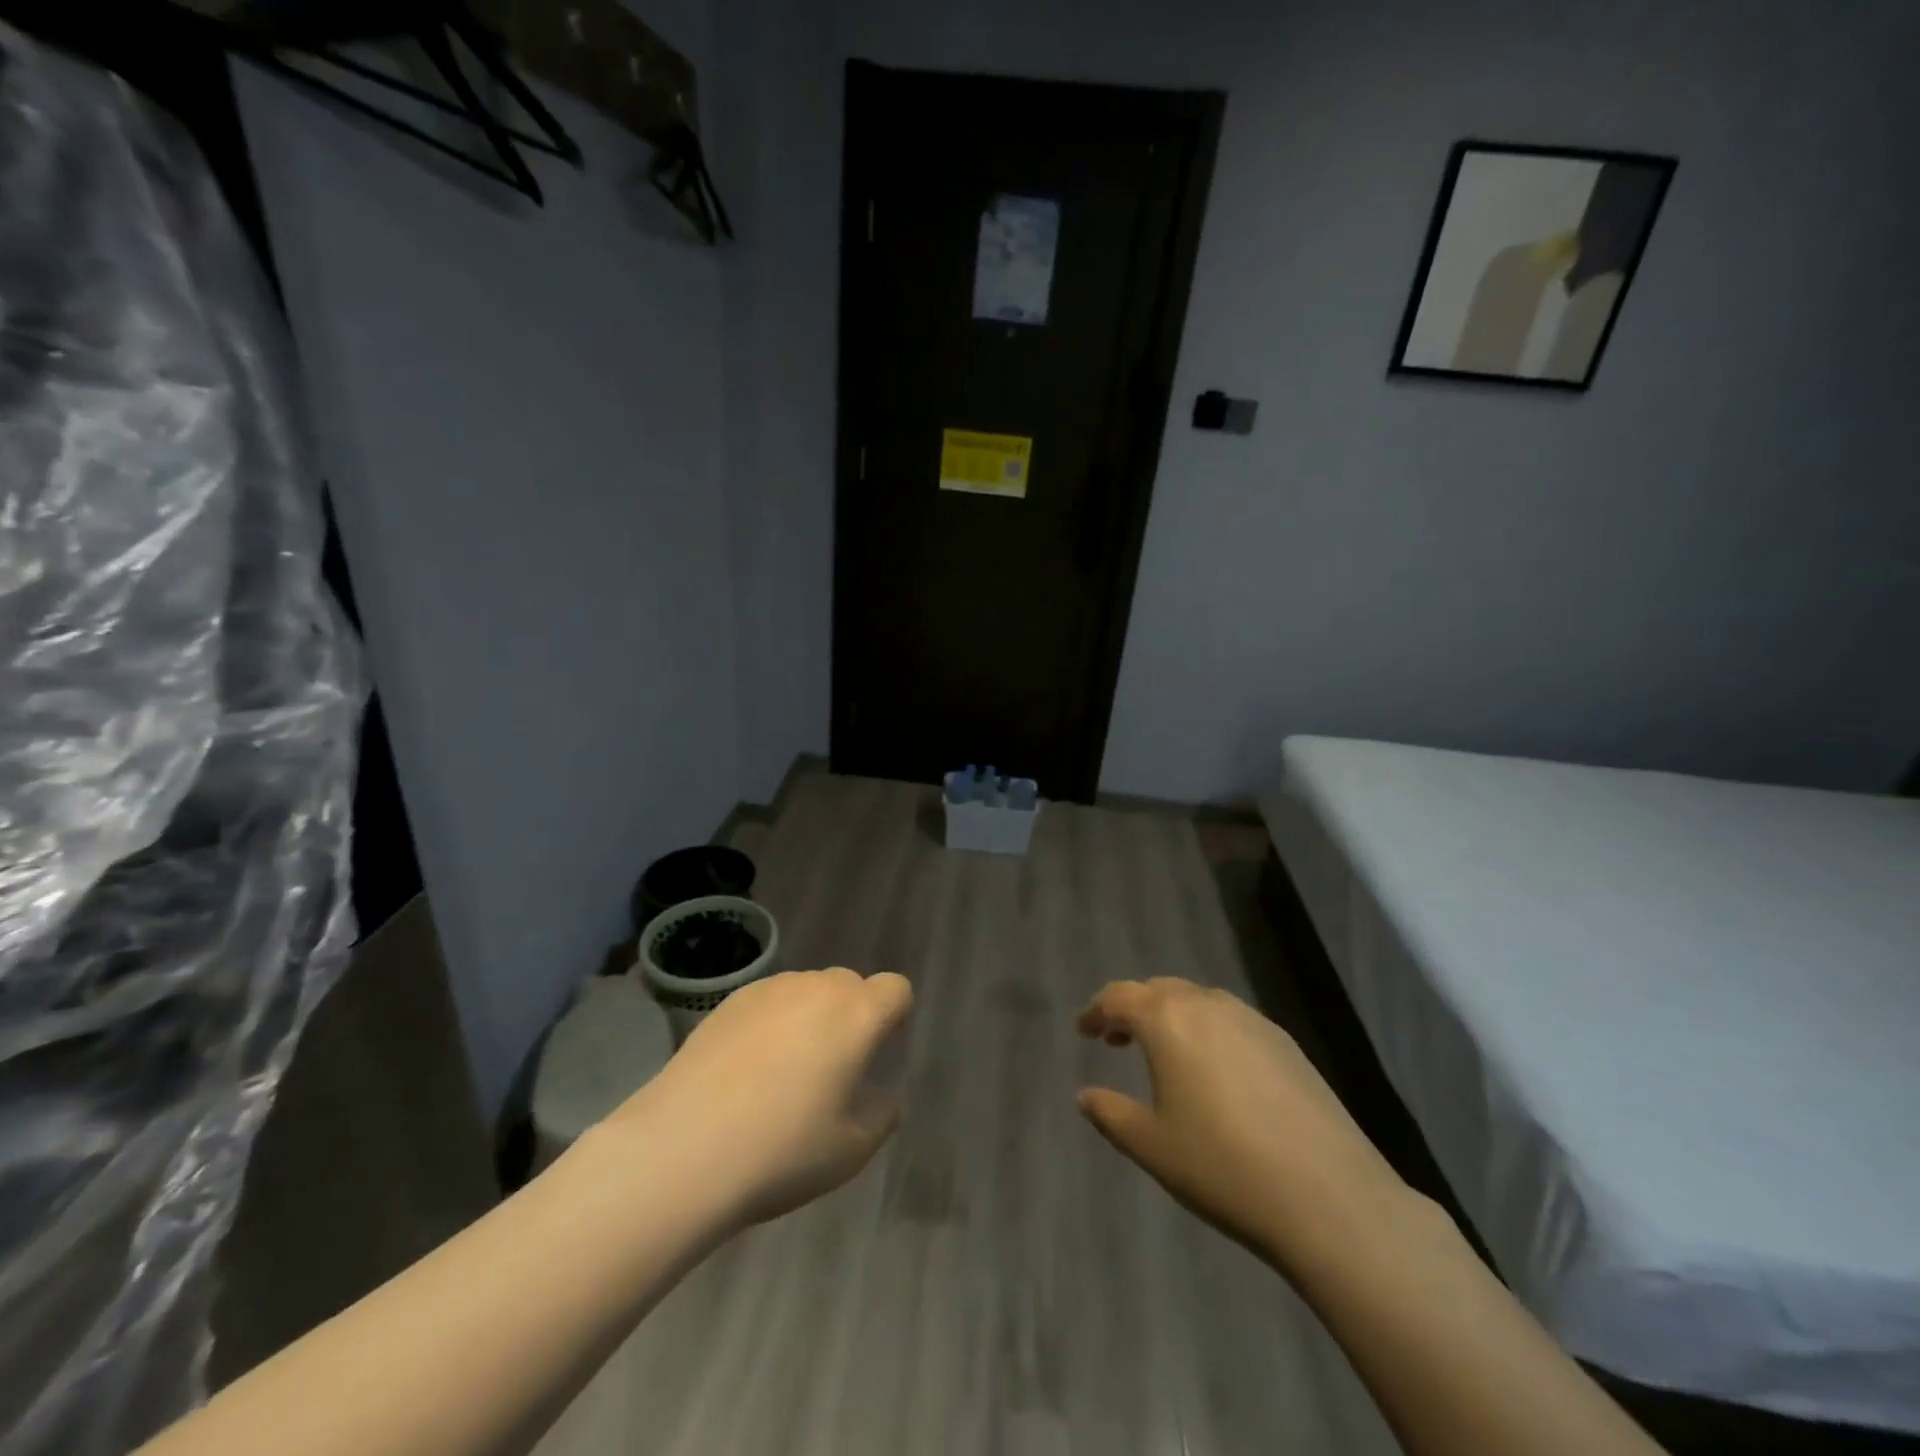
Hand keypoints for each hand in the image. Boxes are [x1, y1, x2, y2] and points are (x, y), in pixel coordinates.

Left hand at [608, 968, 913, 1228]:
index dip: (893, 1017)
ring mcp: (769, 990)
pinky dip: (770, 1023)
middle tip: (832, 1070)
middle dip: (850, 1016)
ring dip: (809, 1017)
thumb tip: (880, 1099)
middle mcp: (817, 988)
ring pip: (807, 990)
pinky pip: (768, 1002)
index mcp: (857, 1015)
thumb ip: (879, 1116)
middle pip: (849, 985)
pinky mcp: (728, 1001)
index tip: (877, 1053)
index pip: (895, 989)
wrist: (683, 1148)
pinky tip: (745, 1070)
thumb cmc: (782, 1150)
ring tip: (782, 1072)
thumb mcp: (849, 1151)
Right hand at [1076, 978, 1410, 1273]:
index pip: (1119, 997)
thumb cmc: (1222, 1167)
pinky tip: (1216, 1071)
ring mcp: (1252, 1020)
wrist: (1329, 1197)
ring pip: (1198, 1002)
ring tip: (1165, 1053)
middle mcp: (1207, 1005)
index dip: (1096, 1011)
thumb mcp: (1152, 1146)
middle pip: (1159, 991)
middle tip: (1117, 1039)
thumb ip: (1110, 1114)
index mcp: (1167, 1020)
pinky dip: (1209, 1031)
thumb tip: (1084, 1096)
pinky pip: (1232, 1020)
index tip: (1084, 1030)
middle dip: (1133, 1009)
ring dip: (1172, 1017)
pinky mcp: (1286, 1043)